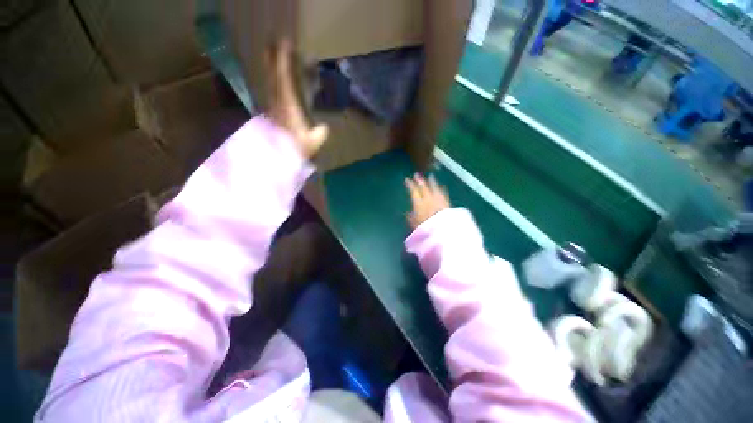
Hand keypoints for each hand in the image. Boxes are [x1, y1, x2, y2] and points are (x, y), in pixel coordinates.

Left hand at [265, 39, 327, 157]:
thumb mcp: (314, 142)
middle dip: (274, 59)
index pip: (284, 79)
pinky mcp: (272, 114)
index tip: (286, 44)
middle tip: (274, 43)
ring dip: (272, 69)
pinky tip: (276, 83)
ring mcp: (273, 108)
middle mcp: (277, 103)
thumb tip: (324, 127)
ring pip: (271, 84)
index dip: (284, 61)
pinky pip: (273, 93)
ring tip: (272, 57)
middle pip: (274, 77)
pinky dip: (274, 83)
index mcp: (288, 106)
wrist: (277, 159)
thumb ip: (320, 133)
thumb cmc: (295, 150)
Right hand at [405, 174, 449, 229]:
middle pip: (424, 187)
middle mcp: (428, 199)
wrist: (444, 230)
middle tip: (417, 175)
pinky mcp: (447, 203)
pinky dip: (441, 189)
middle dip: (420, 181)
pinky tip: (442, 187)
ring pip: (434, 188)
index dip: (410, 185)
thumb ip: (411, 218)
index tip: (407, 180)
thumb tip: (408, 213)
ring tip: (430, 177)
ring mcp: (438, 200)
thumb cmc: (426, 228)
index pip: (413, 191)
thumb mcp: (414, 224)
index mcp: (419, 203)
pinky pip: (443, 193)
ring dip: (432, 182)